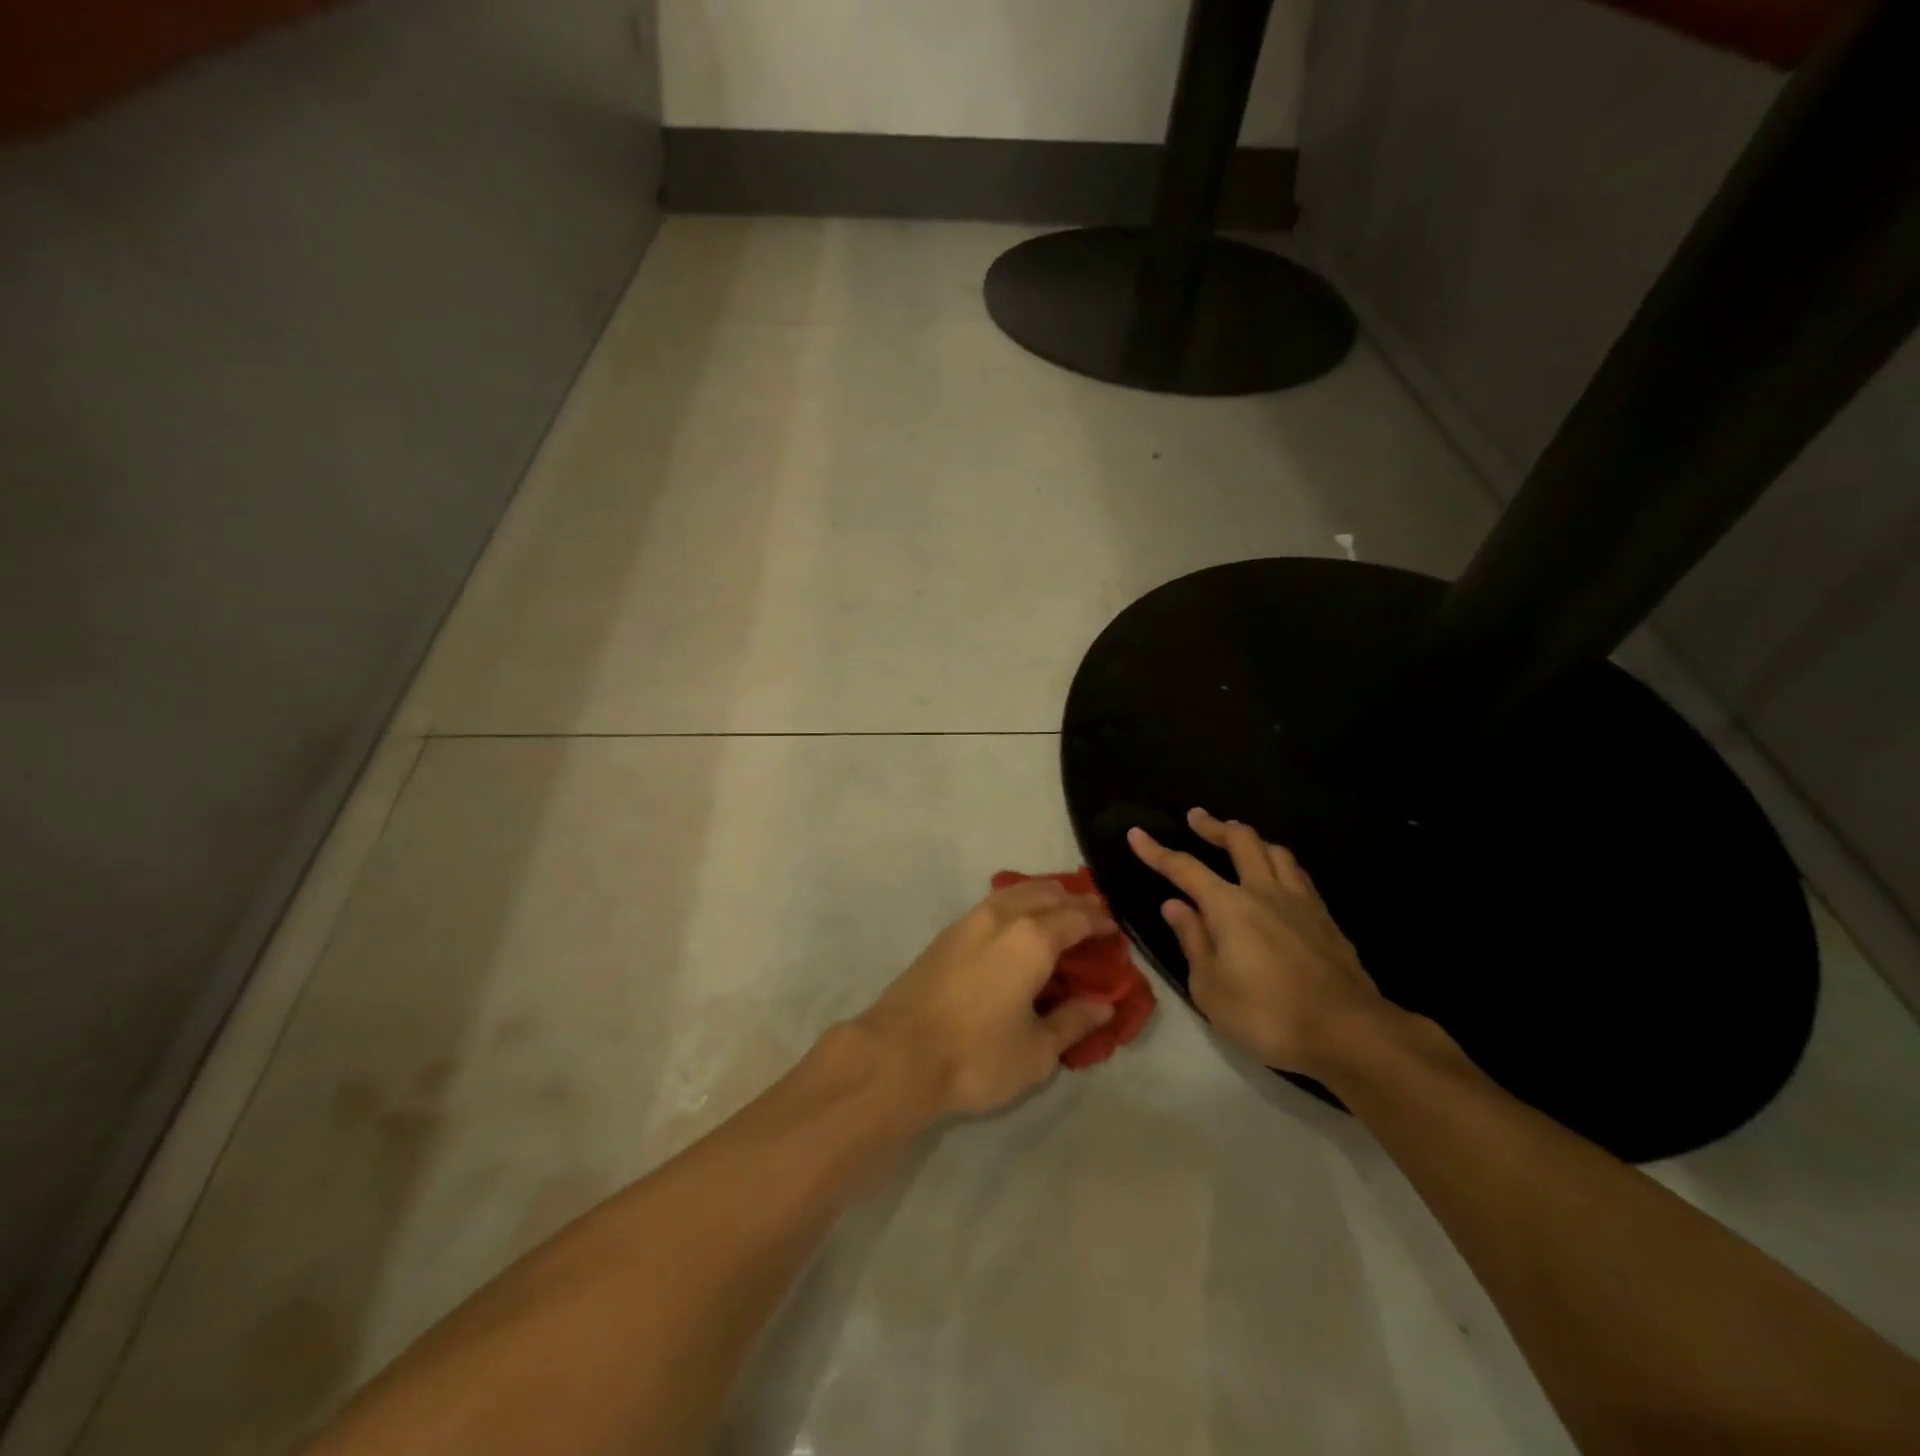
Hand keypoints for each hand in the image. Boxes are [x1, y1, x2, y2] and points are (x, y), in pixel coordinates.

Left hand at [856, 880, 1117, 1117]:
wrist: (897, 1055)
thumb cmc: (975, 1056)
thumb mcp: (1036, 1051)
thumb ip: (1073, 1022)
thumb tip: (1103, 1005)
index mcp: (1032, 939)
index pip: (1077, 918)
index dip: (1100, 921)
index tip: (1116, 929)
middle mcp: (1002, 917)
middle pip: (1047, 894)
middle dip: (1074, 902)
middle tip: (1094, 917)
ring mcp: (969, 920)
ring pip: (1016, 892)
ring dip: (1043, 897)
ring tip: (1059, 913)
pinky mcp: (947, 933)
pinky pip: (993, 904)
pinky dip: (1016, 904)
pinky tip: (1017, 924)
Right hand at [1129, 808, 1385, 1078]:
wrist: (1348, 1032)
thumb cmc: (1267, 1014)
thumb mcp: (1210, 987)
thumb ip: (1192, 940)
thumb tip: (1175, 905)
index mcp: (1229, 906)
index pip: (1184, 868)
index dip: (1156, 851)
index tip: (1136, 833)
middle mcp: (1264, 892)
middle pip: (1240, 841)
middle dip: (1214, 826)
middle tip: (1197, 818)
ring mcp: (1300, 902)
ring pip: (1276, 852)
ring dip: (1252, 840)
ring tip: (1240, 841)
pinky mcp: (1326, 919)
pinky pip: (1299, 876)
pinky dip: (1281, 865)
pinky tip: (1280, 877)